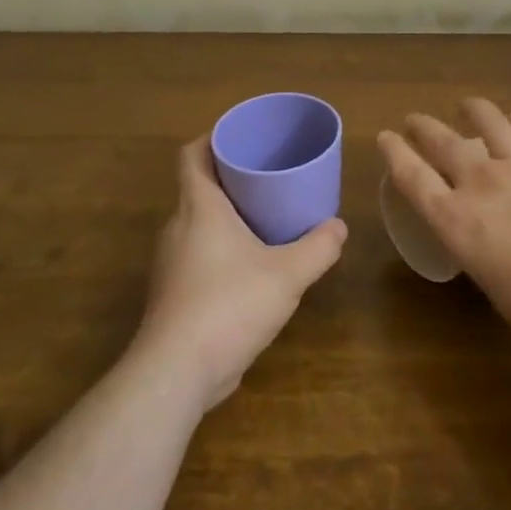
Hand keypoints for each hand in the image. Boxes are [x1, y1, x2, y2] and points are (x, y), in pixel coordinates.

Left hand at [135, 139, 346, 410]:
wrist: (175, 373)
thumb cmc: (229, 305)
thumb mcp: (287, 274)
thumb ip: (318, 247)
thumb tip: (338, 227)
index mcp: (199, 208)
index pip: (193, 155)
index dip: (214, 137)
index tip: (244, 136)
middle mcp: (178, 228)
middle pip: (199, 186)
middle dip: (232, 177)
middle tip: (270, 175)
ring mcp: (172, 263)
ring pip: (199, 223)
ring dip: (229, 216)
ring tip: (267, 218)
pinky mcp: (174, 294)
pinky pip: (199, 254)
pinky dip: (223, 248)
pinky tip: (253, 267)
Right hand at [377, 98, 510, 338]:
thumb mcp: (490, 283)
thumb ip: (482, 254)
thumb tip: (490, 245)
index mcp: (455, 220)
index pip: (412, 176)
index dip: (395, 153)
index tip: (385, 137)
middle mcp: (480, 182)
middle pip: (443, 141)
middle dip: (423, 126)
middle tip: (414, 119)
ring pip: (489, 122)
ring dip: (473, 109)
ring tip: (467, 105)